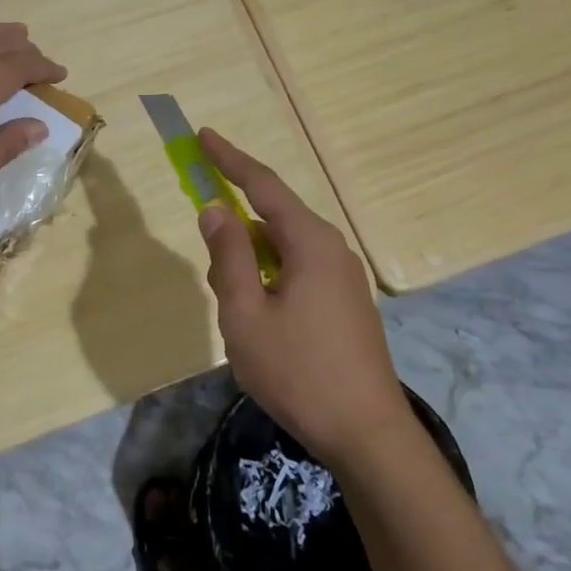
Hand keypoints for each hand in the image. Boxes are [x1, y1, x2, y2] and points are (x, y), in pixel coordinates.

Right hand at [196, 129, 414, 468]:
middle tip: (210, 261)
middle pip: (273, 219)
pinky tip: (260, 319)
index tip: (203, 136)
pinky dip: (269, 279)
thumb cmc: (298, 372)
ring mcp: (344, 278)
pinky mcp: (346, 304)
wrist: (367, 434)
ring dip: (250, 265)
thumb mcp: (245, 314)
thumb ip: (228, 256)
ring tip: (235, 310)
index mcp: (310, 242)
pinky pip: (297, 272)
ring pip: (283, 251)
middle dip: (235, 230)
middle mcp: (332, 249)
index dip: (229, 159)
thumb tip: (216, 210)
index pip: (263, 185)